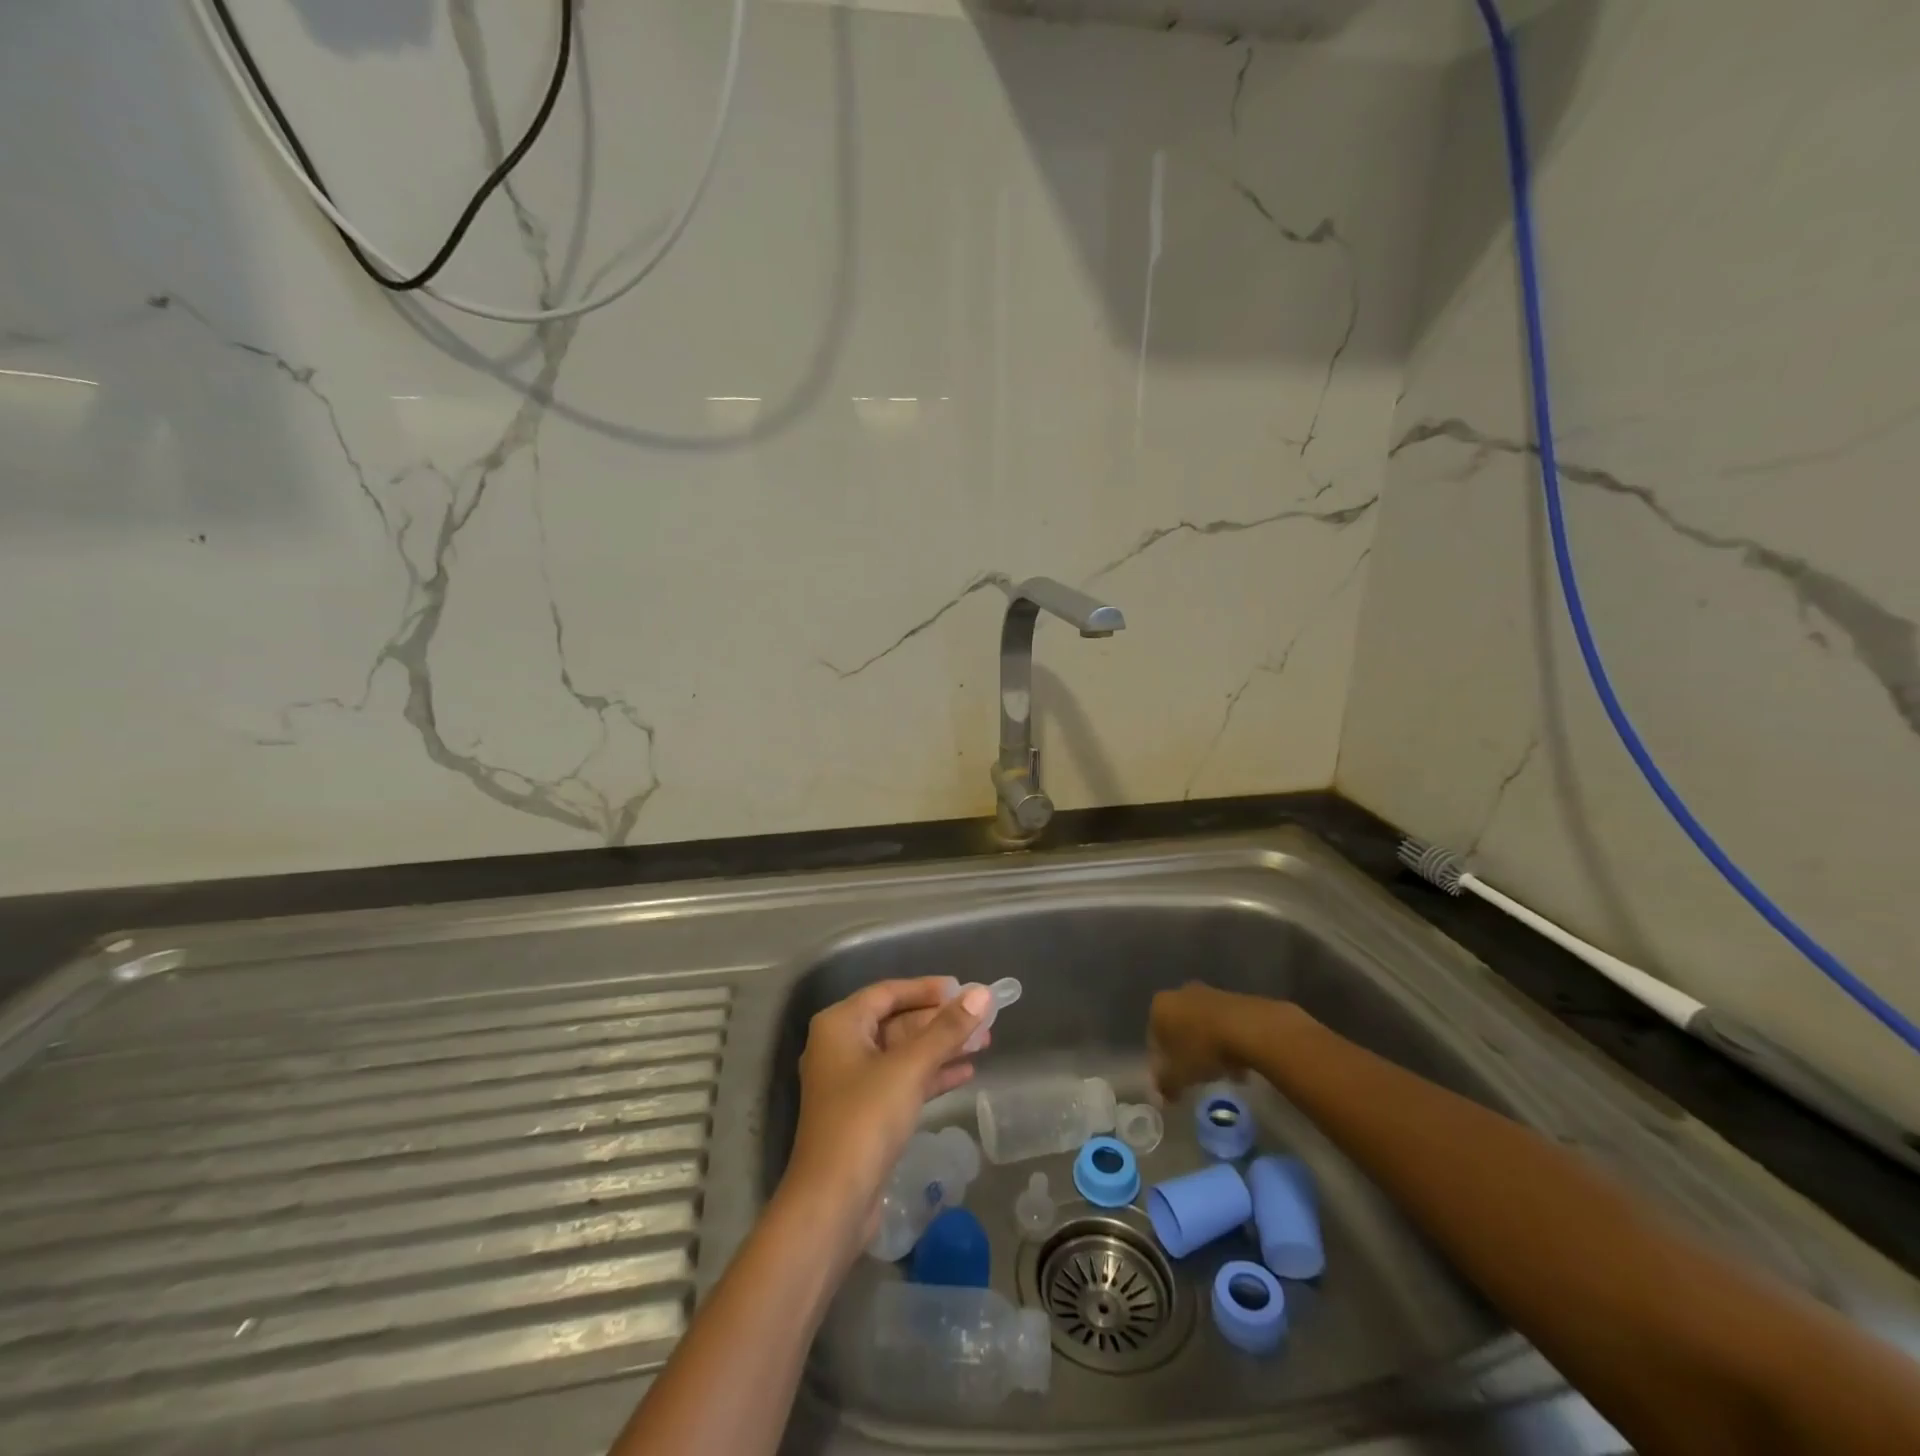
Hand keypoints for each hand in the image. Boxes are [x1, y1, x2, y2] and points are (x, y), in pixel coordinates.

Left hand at [782, 978, 991, 1260]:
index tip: (964, 989)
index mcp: (840, 1025)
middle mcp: (841, 1047)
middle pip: (897, 1022)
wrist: (832, 1202)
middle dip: (940, 1021)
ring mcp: (852, 1083)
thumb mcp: (910, 1068)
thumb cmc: (865, 1120)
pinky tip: (966, 1073)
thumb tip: (982, 994)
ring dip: (941, 1048)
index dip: (927, 989)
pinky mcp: (865, 1114)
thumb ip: (947, 1029)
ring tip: (985, 1043)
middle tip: (983, 1019)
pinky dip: (931, 1075)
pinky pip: (902, 1081)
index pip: (888, 992)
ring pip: (903, 1053)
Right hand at [1149, 982, 1261, 1100]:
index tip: (1174, 1081)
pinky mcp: (1232, 997)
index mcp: (1159, 1007)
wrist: (1249, 1028)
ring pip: (1201, 1026)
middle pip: (1178, 1029)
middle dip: (1186, 1052)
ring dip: (1208, 1048)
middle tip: (1197, 1076)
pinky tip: (1238, 1063)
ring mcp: (1207, 992)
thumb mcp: (1179, 1076)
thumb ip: (1166, 1086)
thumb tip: (1161, 1095)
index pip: (1153, 1039)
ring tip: (1222, 1073)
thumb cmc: (1203, 1049)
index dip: (1162, 1063)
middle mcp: (1179, 994)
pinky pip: (1222, 1024)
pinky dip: (1226, 1041)